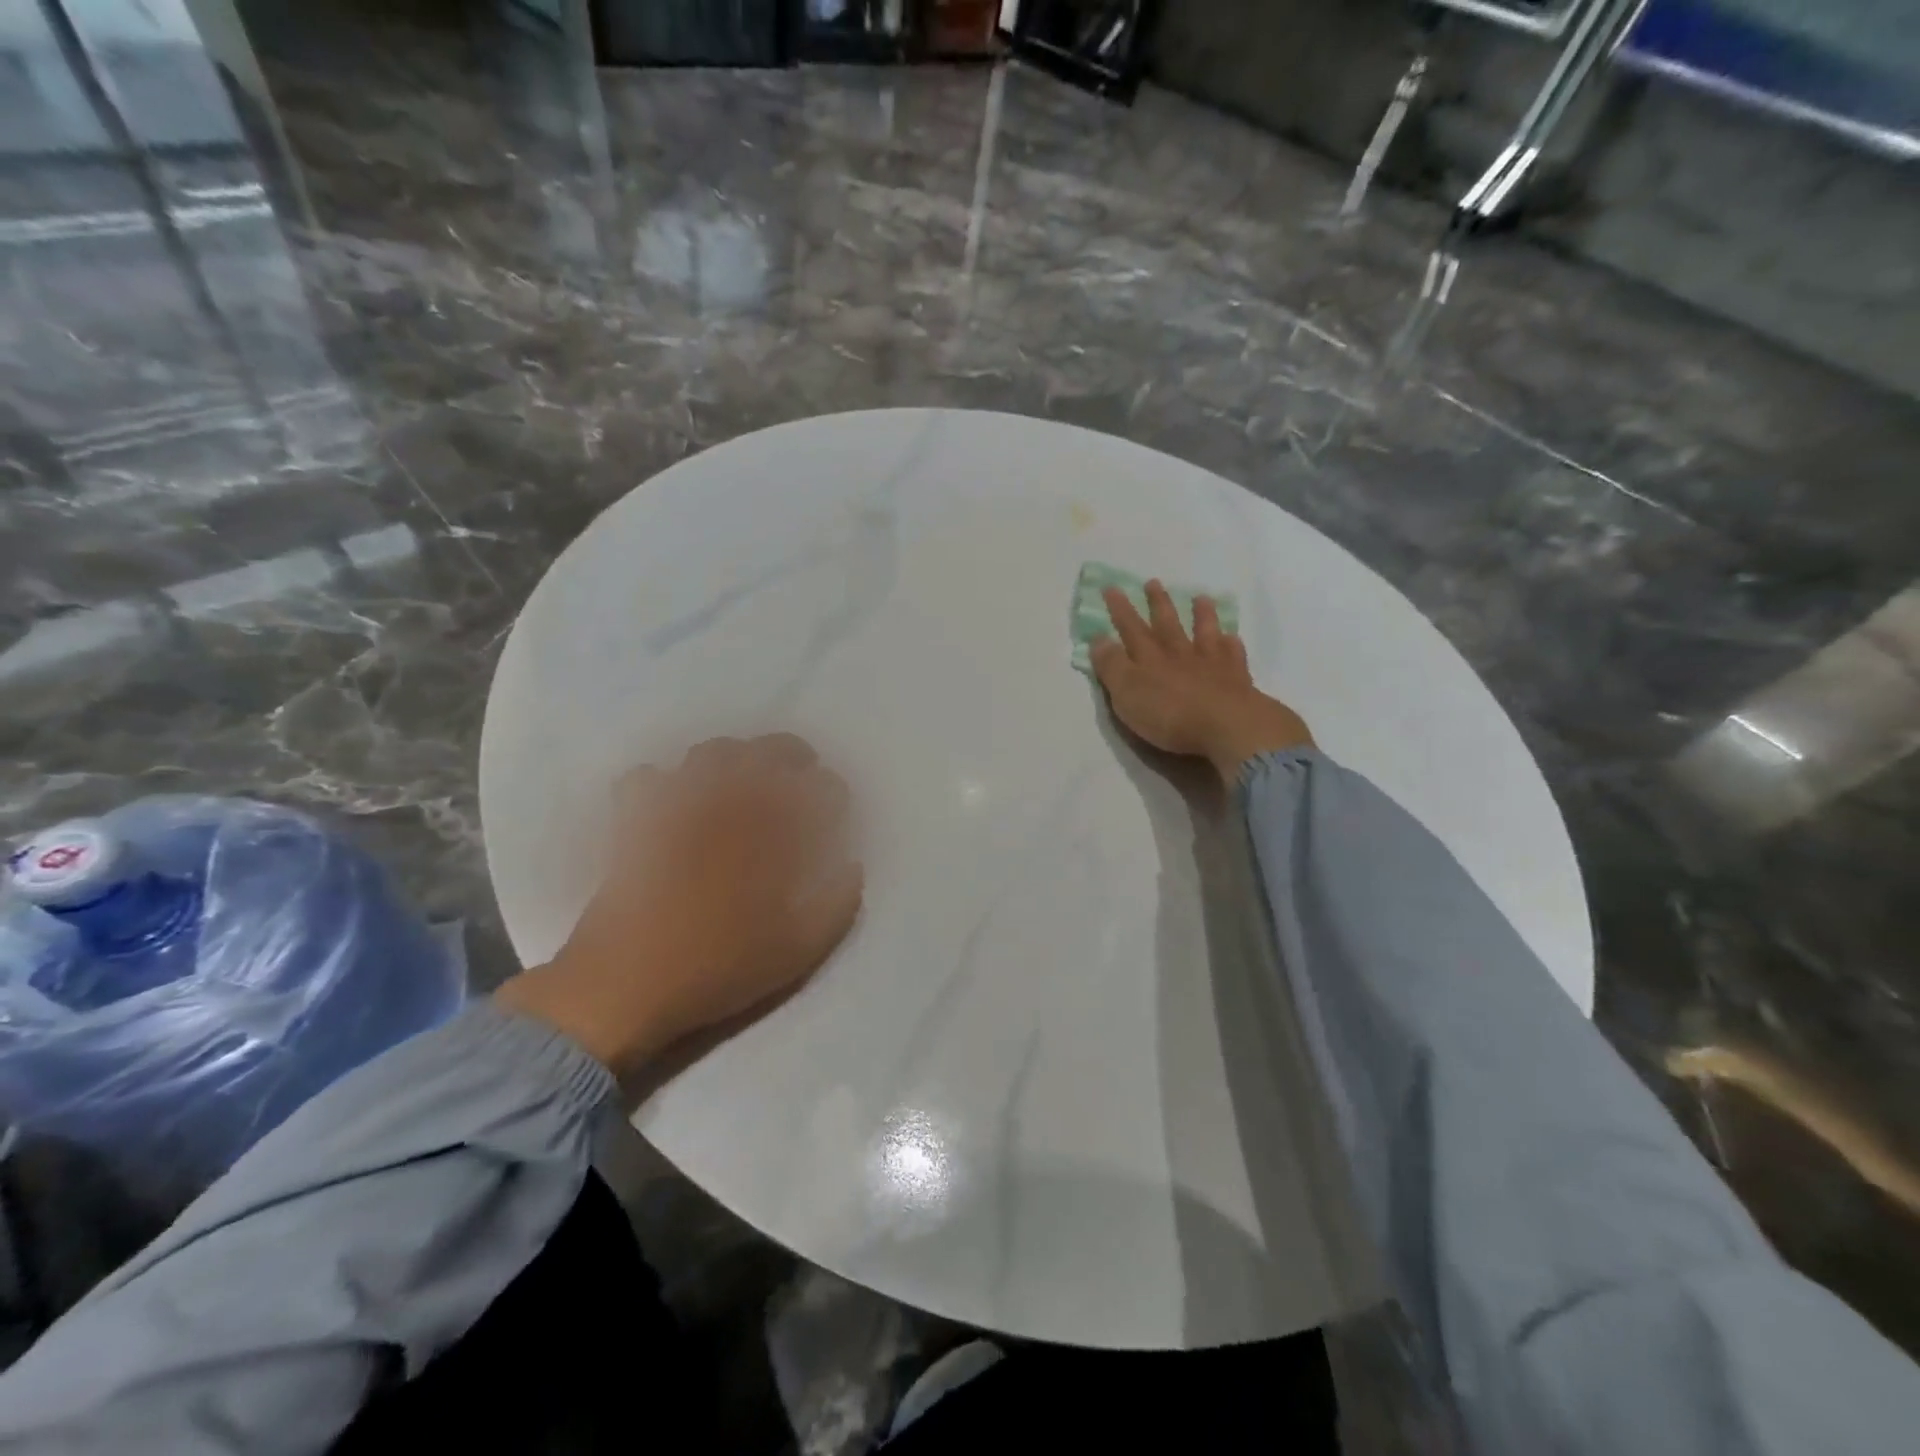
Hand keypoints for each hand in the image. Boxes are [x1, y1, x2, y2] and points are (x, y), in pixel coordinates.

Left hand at [496, 734, 863, 1079]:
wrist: (625, 987)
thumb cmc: (717, 969)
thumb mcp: (797, 952)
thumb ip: (837, 906)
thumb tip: (852, 867)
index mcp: (772, 836)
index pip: (816, 789)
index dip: (832, 791)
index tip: (837, 806)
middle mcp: (728, 809)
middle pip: (766, 752)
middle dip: (793, 753)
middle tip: (803, 770)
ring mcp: (678, 810)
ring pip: (710, 754)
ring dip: (737, 757)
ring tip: (745, 779)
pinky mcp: (637, 823)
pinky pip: (646, 778)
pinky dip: (664, 782)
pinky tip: (674, 802)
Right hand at [1090, 580, 1311, 782]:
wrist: (1226, 726)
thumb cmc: (1169, 714)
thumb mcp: (1127, 693)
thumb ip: (1112, 666)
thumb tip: (1098, 638)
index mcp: (1150, 658)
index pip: (1130, 628)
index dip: (1120, 609)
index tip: (1112, 588)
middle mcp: (1179, 654)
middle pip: (1167, 624)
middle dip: (1157, 603)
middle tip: (1153, 582)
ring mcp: (1211, 663)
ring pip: (1204, 632)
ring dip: (1201, 615)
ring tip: (1200, 597)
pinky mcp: (1236, 678)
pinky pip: (1233, 654)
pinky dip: (1231, 644)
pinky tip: (1232, 637)